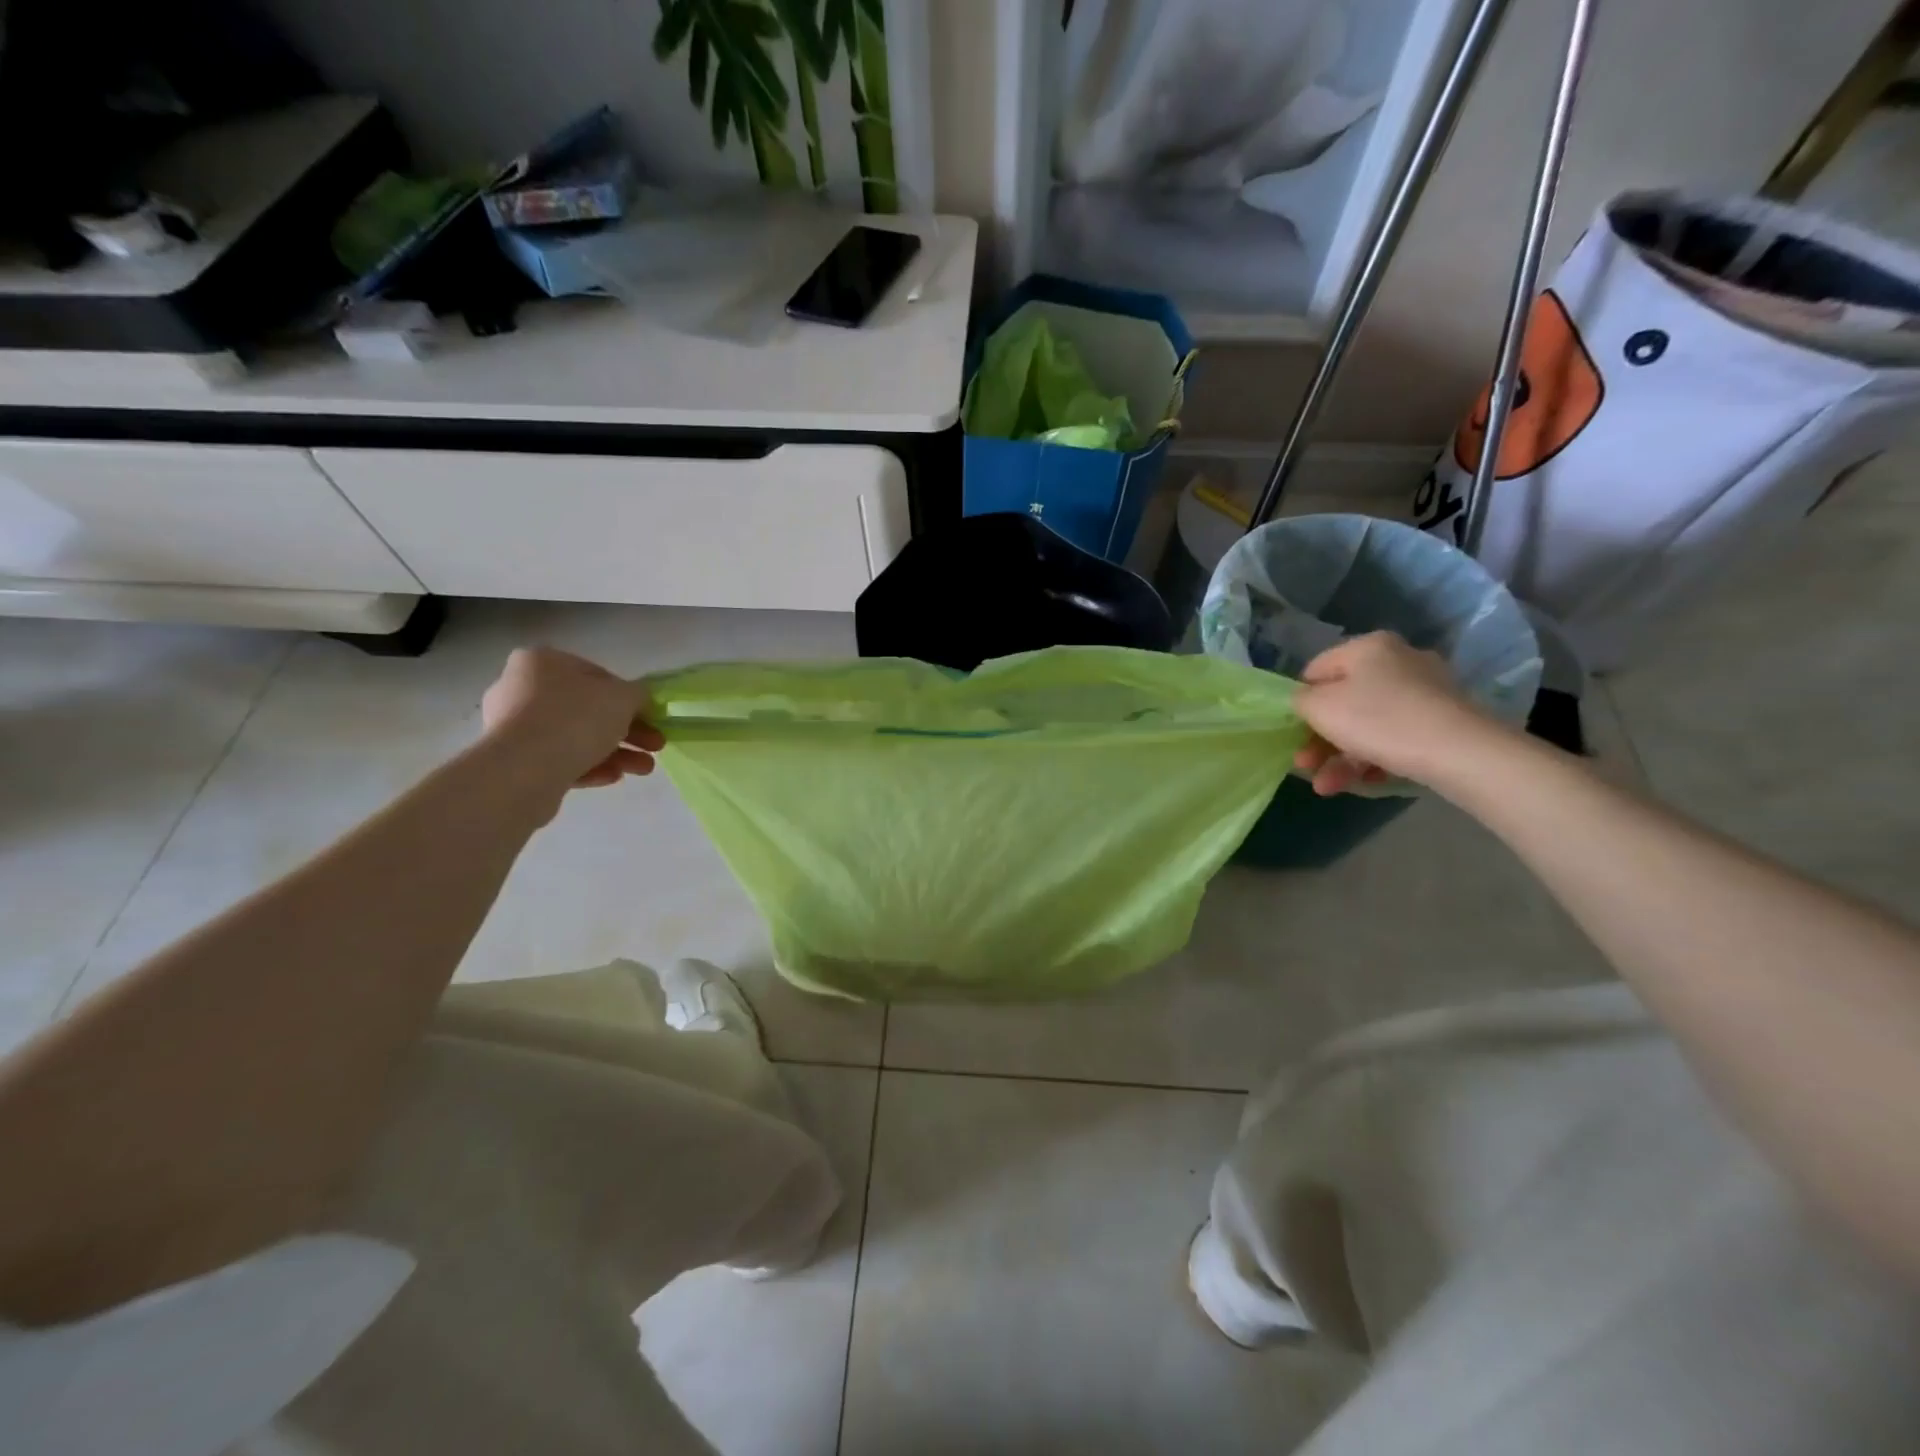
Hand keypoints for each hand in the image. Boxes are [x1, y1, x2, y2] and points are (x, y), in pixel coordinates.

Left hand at [480, 648, 663, 799]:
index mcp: (542, 662)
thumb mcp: (624, 697)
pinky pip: (558, 759)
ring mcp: (512, 726)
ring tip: (643, 769)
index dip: (629, 698)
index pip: (597, 676)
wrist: (524, 769)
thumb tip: (638, 700)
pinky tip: (614, 778)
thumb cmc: (576, 718)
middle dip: (628, 731)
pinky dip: (589, 767)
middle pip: (587, 710)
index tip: (650, 717)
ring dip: (616, 753)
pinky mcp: (512, 760)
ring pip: (575, 737)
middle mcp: (520, 688)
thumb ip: (638, 695)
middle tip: (654, 746)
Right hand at [1291, 632, 1503, 795]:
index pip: (1317, 670)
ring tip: (1327, 788)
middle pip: (1344, 701)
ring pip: (1368, 723)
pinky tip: (1364, 782)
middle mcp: (1399, 660)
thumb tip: (1306, 701)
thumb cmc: (1378, 720)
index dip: (1301, 701)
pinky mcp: (1443, 720)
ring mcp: (1425, 691)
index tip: (1295, 731)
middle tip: (1306, 766)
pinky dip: (1375, 758)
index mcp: (1368, 647)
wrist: (1460, 751)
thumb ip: (1300, 700)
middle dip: (1320, 738)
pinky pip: (1396, 736)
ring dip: (1341, 757)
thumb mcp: (1320, 707)